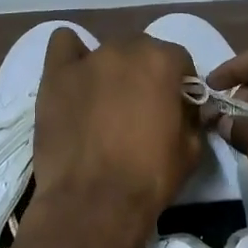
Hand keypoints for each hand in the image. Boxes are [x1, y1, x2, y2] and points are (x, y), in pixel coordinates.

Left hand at [33, 30, 200, 245]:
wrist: (93, 202)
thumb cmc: (149, 177)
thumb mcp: (191, 150)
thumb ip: (193, 118)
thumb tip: (188, 110)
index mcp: (162, 62)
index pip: (179, 58)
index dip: (180, 83)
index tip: (176, 106)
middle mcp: (124, 50)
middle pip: (141, 50)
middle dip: (145, 73)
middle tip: (141, 107)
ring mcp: (86, 61)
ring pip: (106, 51)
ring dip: (112, 70)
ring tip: (106, 102)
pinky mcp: (54, 76)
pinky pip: (63, 45)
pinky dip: (71, 55)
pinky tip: (75, 78)